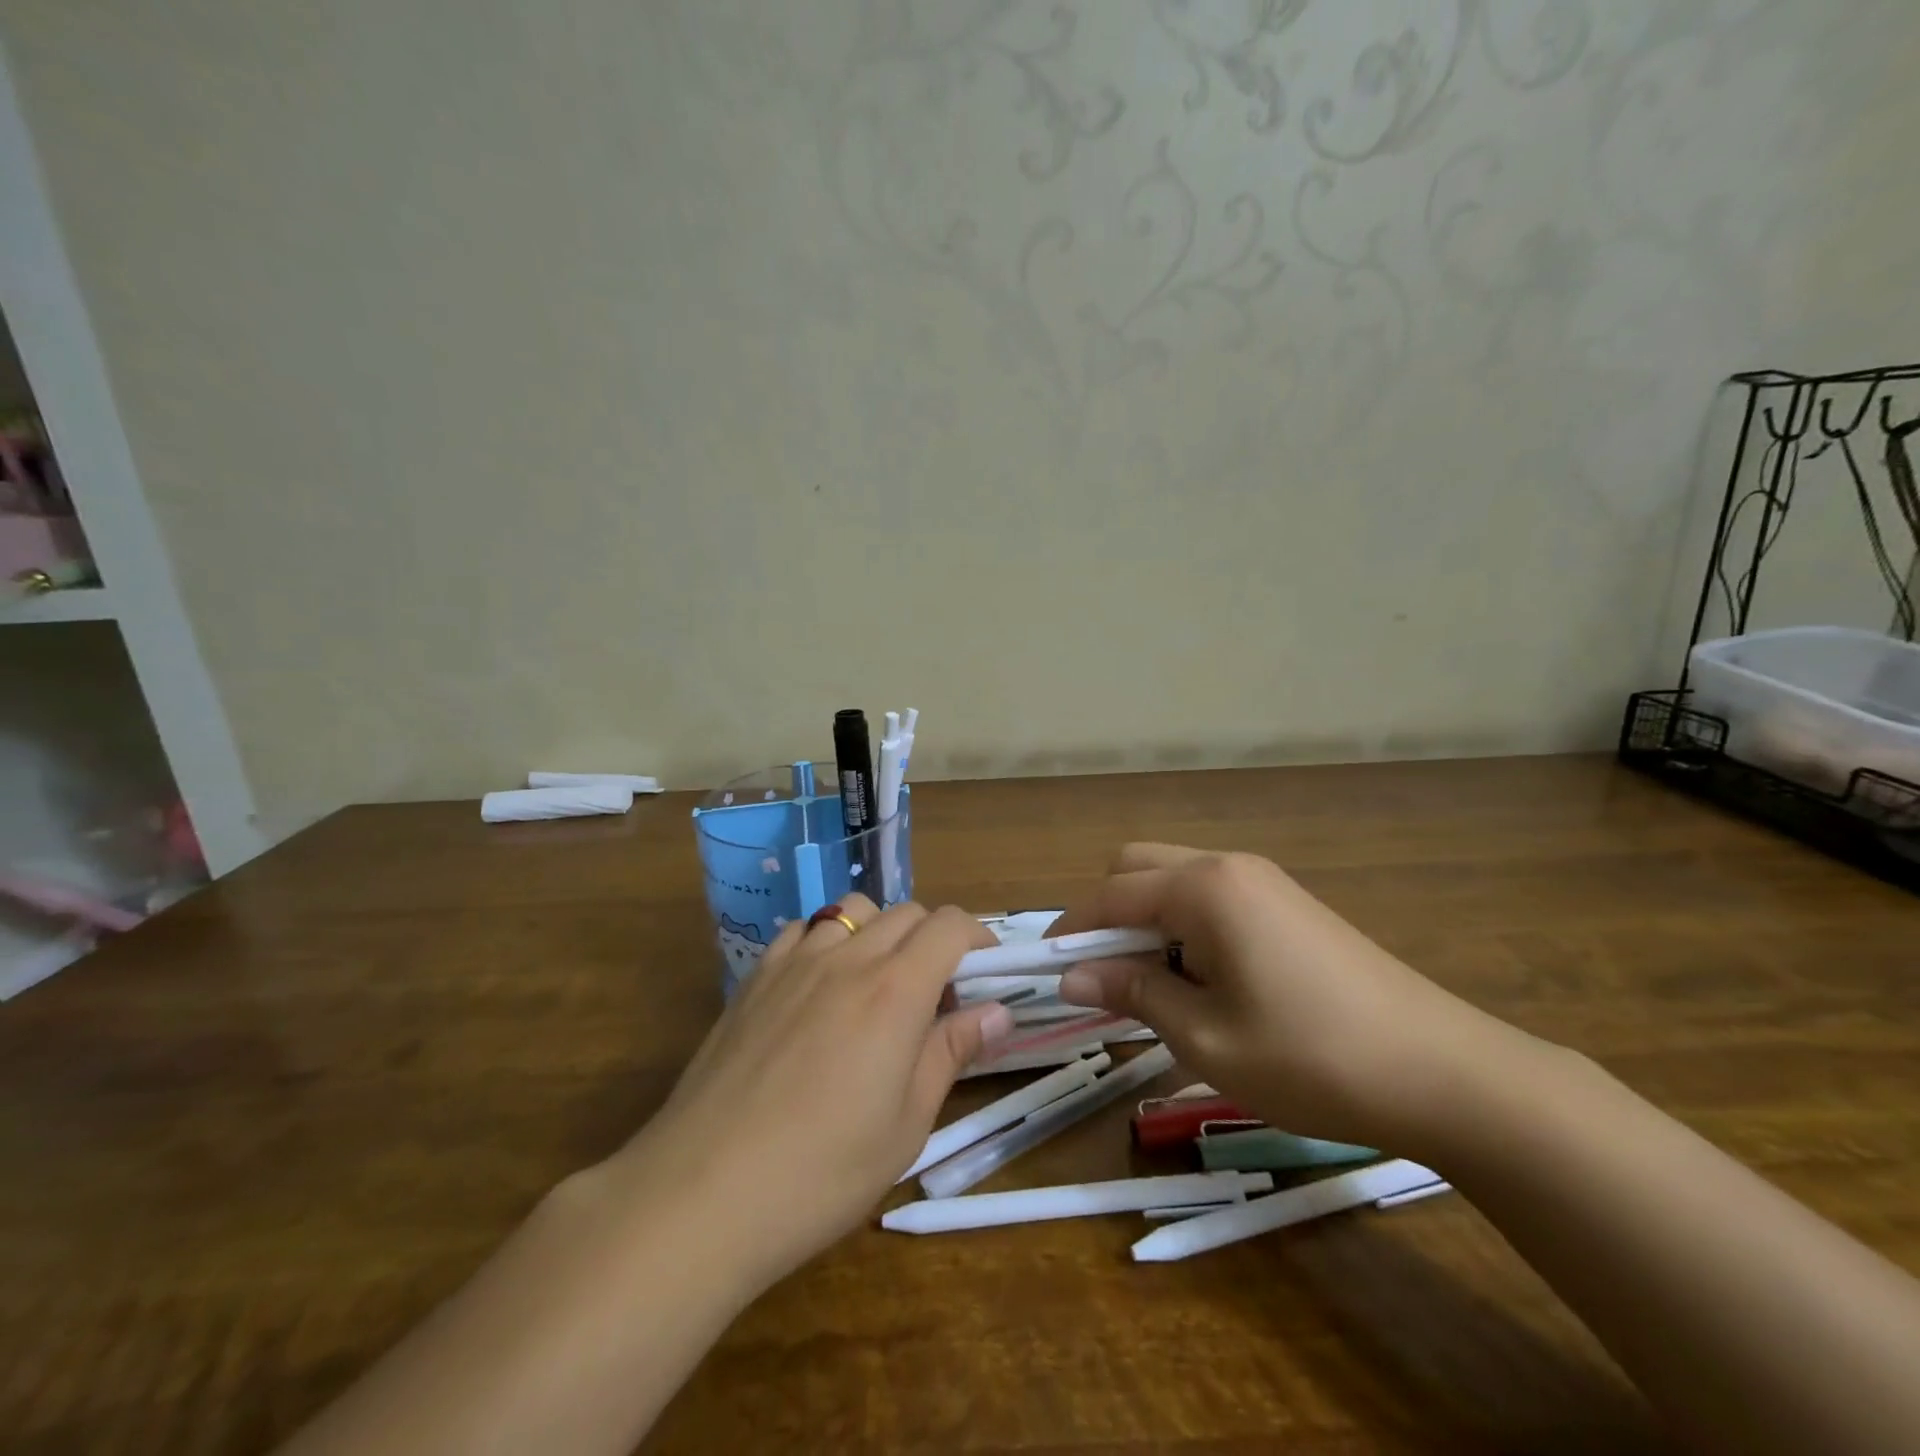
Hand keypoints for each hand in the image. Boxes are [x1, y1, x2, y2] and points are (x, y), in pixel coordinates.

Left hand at [609, 896, 1012, 1291]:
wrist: (703, 1192)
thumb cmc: (821, 1171)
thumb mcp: (906, 1125)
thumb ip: (951, 1053)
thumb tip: (997, 1011)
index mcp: (895, 990)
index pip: (949, 925)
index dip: (978, 936)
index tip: (986, 968)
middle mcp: (848, 958)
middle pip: (906, 913)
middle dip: (934, 938)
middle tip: (936, 992)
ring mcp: (795, 962)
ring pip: (853, 911)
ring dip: (880, 932)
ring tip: (878, 982)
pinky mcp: (755, 978)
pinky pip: (802, 930)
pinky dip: (827, 940)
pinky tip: (820, 986)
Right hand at [1050, 844, 1531, 1152]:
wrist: (1443, 1072)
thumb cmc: (1310, 1057)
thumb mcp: (1205, 1037)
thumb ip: (1132, 993)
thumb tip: (1070, 976)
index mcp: (1204, 888)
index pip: (1111, 894)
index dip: (1072, 931)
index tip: (1047, 970)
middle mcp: (1228, 866)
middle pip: (1138, 867)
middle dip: (1108, 914)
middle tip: (1105, 977)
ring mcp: (1263, 881)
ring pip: (1175, 880)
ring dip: (1146, 921)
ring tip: (1153, 986)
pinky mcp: (1287, 903)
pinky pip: (1211, 897)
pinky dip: (1183, 926)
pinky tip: (1202, 980)